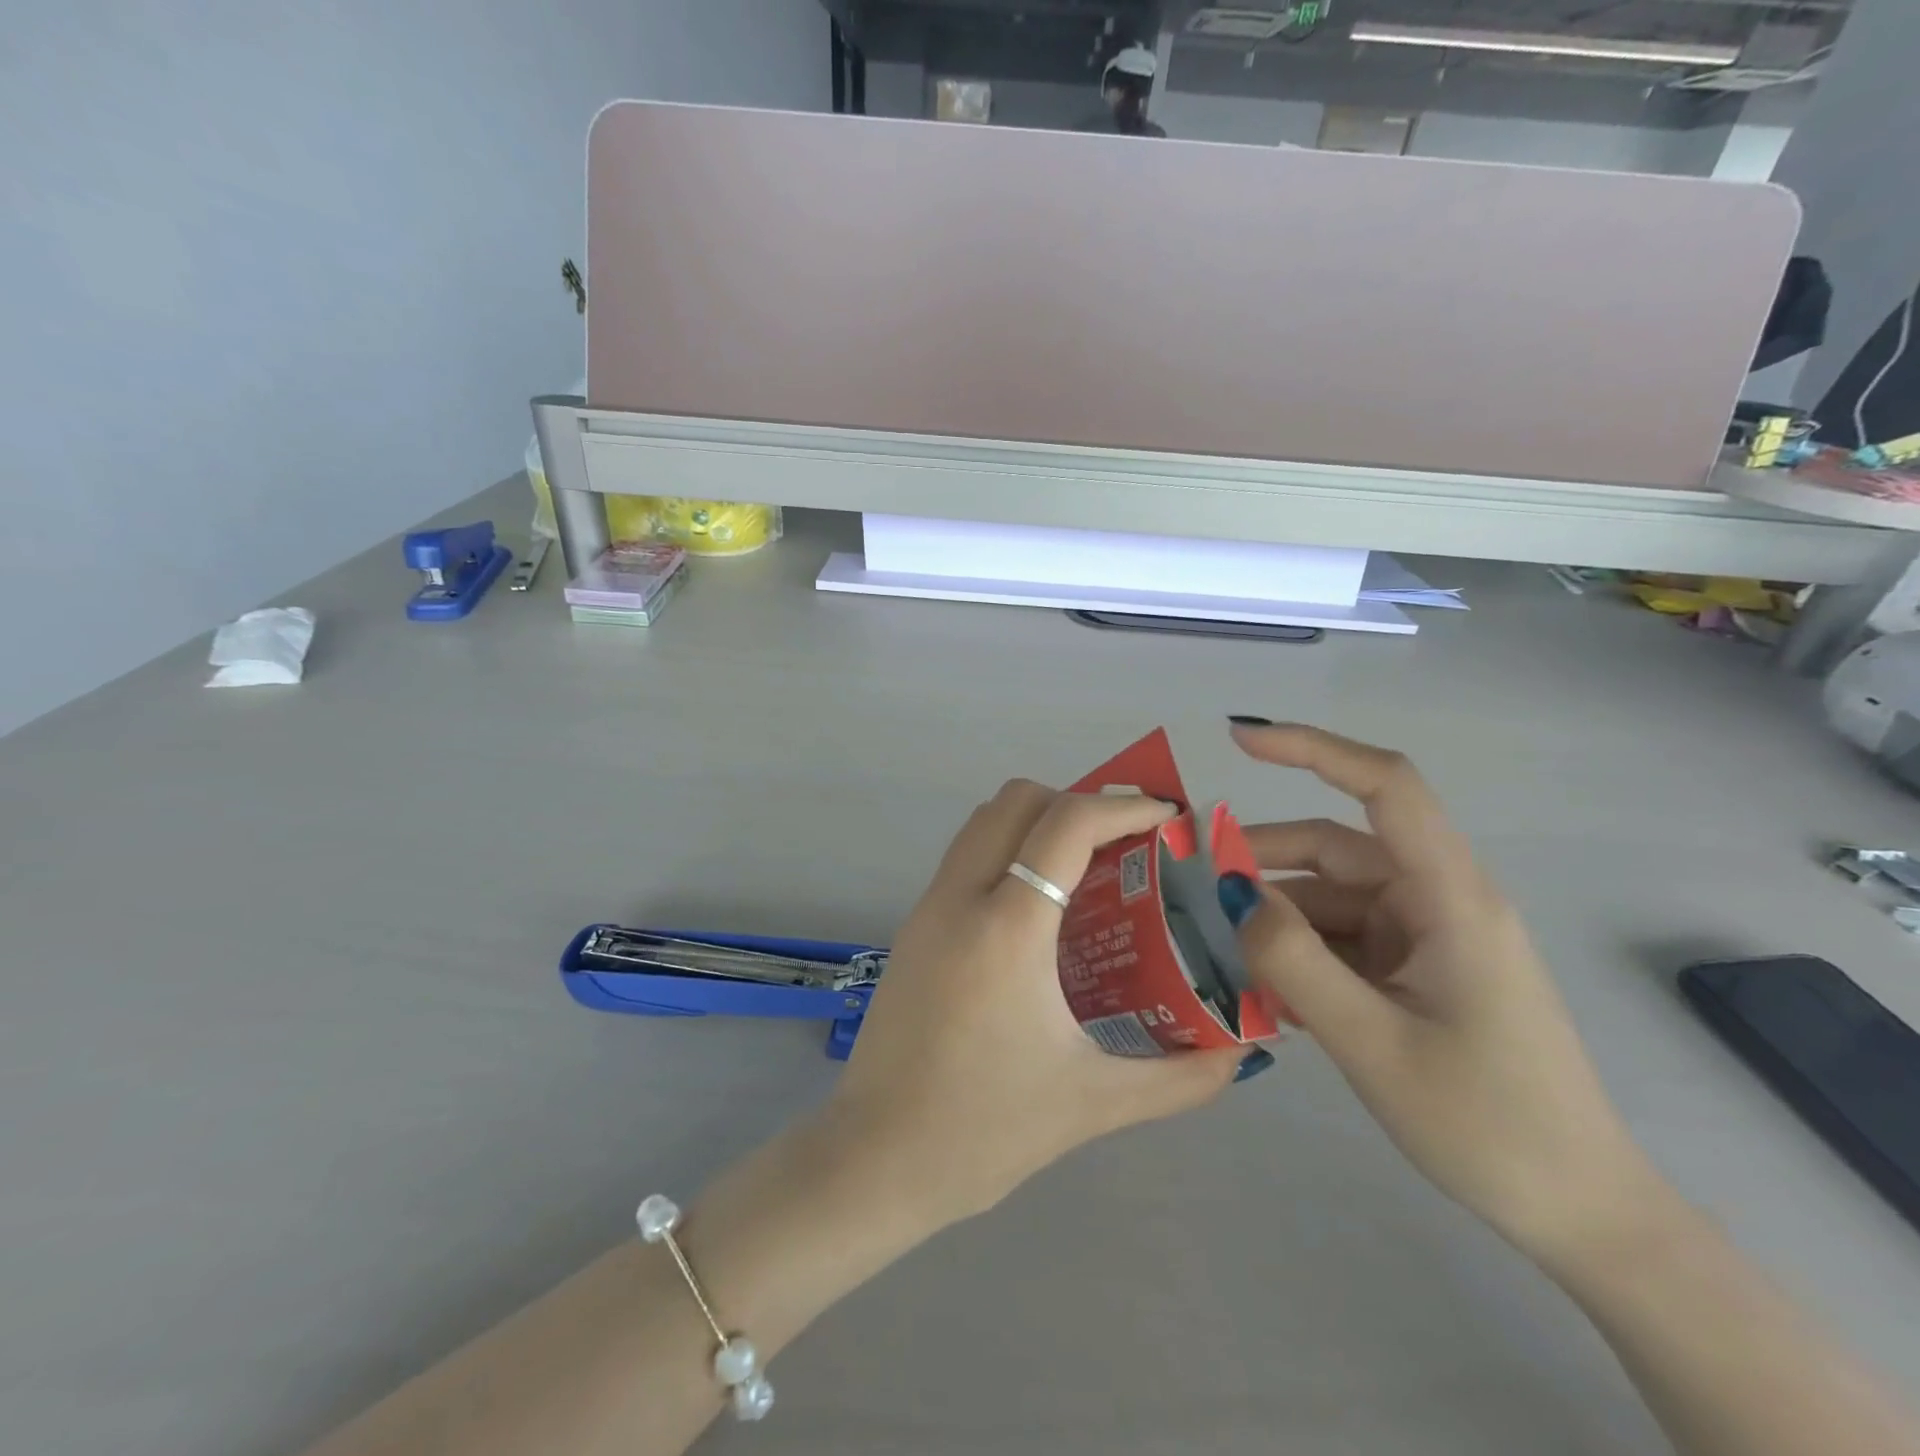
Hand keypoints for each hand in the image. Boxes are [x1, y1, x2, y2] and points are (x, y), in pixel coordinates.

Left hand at [822, 780, 1243, 1226]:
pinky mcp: (913, 927)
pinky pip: (966, 856)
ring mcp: (928, 908)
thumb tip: (1239, 1054)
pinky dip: (1010, 850)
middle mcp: (960, 898)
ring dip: (1038, 821)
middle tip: (1126, 843)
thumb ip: (1178, 1077)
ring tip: (1089, 866)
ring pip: (984, 821)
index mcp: (1006, 929)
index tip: (1166, 818)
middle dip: (1078, 802)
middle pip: (1017, 800)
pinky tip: (1043, 908)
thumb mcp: (1093, 1104)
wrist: (874, 1160)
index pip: (1065, 825)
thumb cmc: (983, 1130)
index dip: (1122, 807)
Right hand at [1220, 721, 1657, 1264]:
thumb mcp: (1371, 1042)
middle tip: (1189, 884)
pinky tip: (1260, 987)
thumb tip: (1230, 891)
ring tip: (1215, 951)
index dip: (1312, 749)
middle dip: (1260, 860)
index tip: (1239, 739)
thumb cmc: (1487, 1123)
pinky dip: (1297, 950)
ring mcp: (1428, 935)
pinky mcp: (1418, 967)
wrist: (1579, 1212)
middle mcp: (1438, 900)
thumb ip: (1293, 960)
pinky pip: (1342, 938)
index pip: (1386, 787)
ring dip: (1274, 916)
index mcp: (1450, 898)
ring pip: (1330, 897)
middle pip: (1335, 849)